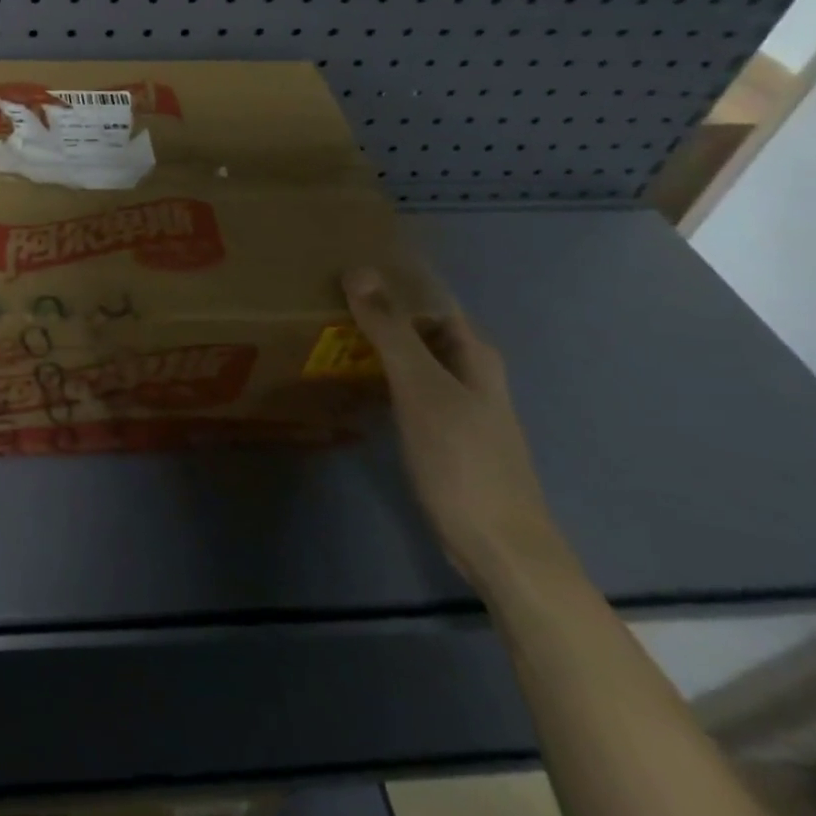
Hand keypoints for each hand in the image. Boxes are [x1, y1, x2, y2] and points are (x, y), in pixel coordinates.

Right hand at [344, 267, 568, 591]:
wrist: (497, 546)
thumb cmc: (462, 459)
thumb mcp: (421, 387)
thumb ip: (390, 330)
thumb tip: (359, 270)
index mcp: (473, 352)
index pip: (428, 299)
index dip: (390, 282)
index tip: (340, 270)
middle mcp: (468, 371)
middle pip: (416, 328)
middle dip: (375, 313)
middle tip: (319, 300)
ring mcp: (455, 405)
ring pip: (408, 360)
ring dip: (372, 347)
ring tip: (321, 333)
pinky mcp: (439, 434)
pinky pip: (402, 391)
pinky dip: (376, 379)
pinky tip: (345, 382)